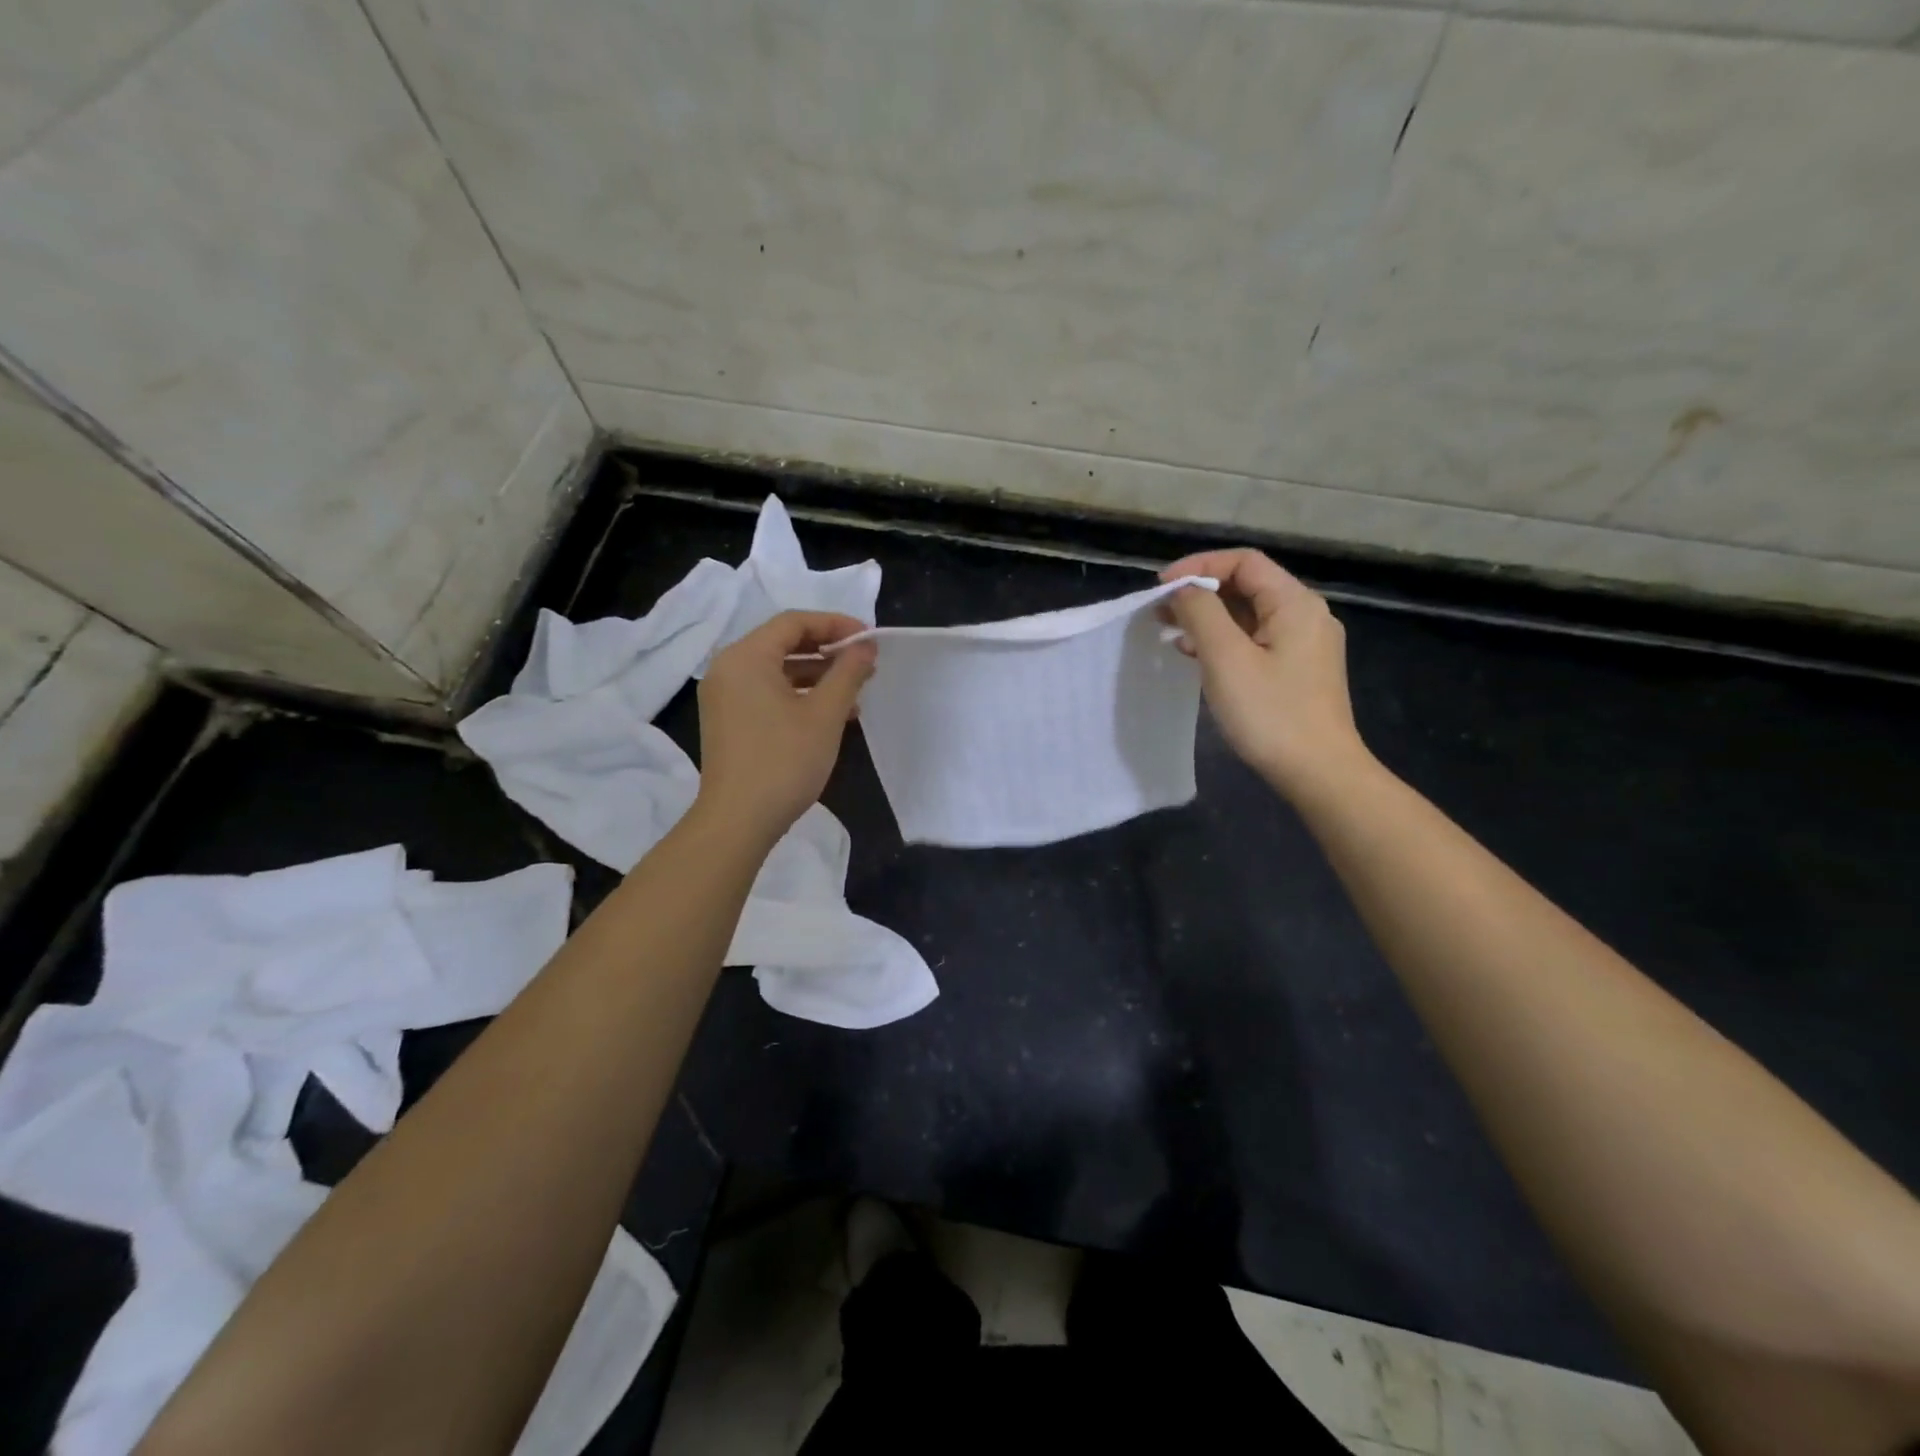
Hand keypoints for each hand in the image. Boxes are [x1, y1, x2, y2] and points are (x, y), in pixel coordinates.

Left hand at [694, 611, 876, 841]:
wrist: (738, 820)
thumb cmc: (784, 761)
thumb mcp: (825, 714)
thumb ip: (848, 673)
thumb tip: (865, 647)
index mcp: (746, 657)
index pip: (794, 622)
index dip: (835, 625)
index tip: (868, 639)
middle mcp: (728, 668)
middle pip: (783, 643)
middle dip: (827, 651)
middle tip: (864, 663)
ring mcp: (724, 696)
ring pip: (777, 671)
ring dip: (816, 675)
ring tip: (854, 692)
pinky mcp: (728, 721)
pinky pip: (766, 693)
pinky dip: (798, 695)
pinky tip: (830, 714)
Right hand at [1160, 549, 1369, 798]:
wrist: (1319, 773)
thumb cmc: (1270, 713)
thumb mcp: (1226, 658)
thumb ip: (1201, 613)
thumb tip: (1184, 590)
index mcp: (1295, 603)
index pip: (1243, 562)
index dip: (1199, 566)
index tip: (1161, 588)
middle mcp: (1306, 615)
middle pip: (1247, 586)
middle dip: (1201, 593)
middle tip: (1160, 612)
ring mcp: (1305, 645)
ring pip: (1249, 615)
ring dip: (1209, 618)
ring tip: (1170, 633)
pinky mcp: (1298, 671)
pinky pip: (1256, 640)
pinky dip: (1224, 641)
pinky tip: (1197, 657)